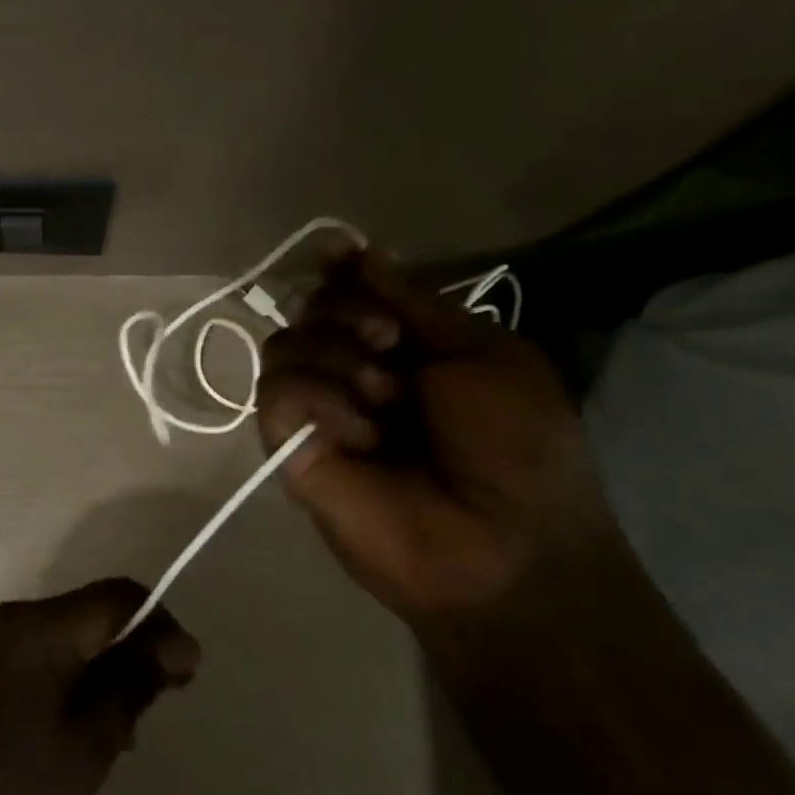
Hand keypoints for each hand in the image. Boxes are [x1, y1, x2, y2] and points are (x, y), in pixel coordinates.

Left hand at [0, 580, 199, 794]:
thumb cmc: (16, 789)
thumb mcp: (89, 745)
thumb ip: (132, 683)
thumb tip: (176, 643)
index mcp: (40, 627)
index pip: (118, 596)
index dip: (159, 624)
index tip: (183, 673)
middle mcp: (13, 617)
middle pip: (91, 611)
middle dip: (132, 646)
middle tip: (157, 701)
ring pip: (66, 631)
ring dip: (101, 663)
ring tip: (122, 724)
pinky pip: (38, 649)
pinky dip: (69, 671)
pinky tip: (80, 720)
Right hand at [256, 248, 620, 621]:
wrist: (502, 544)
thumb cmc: (516, 446)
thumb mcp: (484, 353)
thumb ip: (414, 301)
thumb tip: (358, 251)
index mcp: (402, 348)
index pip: (347, 292)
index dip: (337, 271)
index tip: (335, 252)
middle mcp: (350, 371)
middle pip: (309, 309)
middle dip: (348, 314)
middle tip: (390, 348)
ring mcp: (316, 409)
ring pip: (283, 343)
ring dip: (337, 359)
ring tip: (383, 401)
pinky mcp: (288, 444)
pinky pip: (278, 392)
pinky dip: (318, 400)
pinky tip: (357, 436)